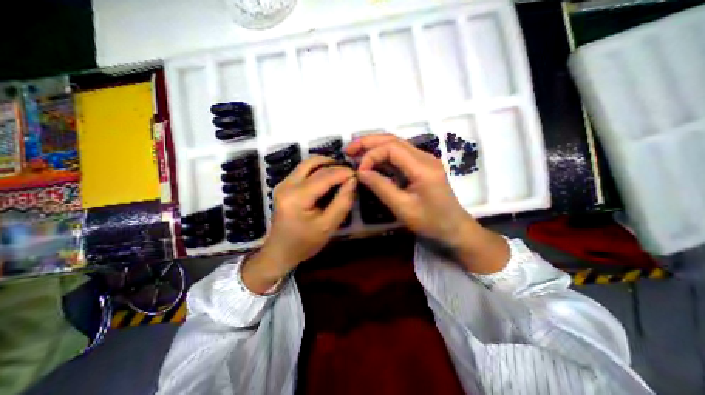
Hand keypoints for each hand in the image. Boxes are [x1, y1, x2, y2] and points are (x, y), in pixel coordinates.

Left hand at [243, 156, 355, 291]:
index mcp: (296, 197)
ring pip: (308, 163)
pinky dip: (318, 170)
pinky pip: (303, 170)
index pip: (324, 176)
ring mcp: (283, 183)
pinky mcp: (284, 185)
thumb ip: (342, 202)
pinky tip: (328, 180)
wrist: (280, 251)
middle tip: (349, 174)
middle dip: (334, 165)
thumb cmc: (305, 243)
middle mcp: (287, 185)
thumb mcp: (328, 226)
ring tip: (340, 175)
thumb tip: (352, 181)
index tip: (357, 174)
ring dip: (326, 165)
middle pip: (313, 163)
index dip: (343, 172)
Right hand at [347, 134, 507, 273]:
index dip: (371, 155)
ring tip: (356, 153)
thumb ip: (381, 187)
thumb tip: (361, 172)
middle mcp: (425, 157)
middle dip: (369, 142)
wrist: (454, 228)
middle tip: (349, 150)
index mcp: (423, 167)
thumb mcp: (403, 208)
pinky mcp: (421, 166)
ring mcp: (424, 160)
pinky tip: (372, 162)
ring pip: (395, 144)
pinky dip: (382, 156)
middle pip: (393, 140)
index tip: (359, 172)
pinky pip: (399, 155)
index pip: (391, 148)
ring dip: (374, 147)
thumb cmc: (430, 222)